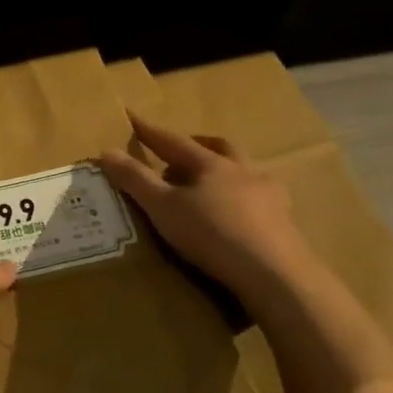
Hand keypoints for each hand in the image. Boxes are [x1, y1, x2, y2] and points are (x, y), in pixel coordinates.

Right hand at [99, 114, 315, 297]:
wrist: (276, 276)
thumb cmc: (213, 234)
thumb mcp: (162, 208)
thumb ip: (134, 179)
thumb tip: (105, 151)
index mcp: (211, 164)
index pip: (173, 141)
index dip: (150, 131)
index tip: (132, 117)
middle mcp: (244, 172)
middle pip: (219, 148)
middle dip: (197, 146)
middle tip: (178, 154)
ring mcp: (271, 197)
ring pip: (244, 172)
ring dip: (224, 172)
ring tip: (208, 187)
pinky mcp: (286, 224)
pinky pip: (260, 201)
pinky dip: (242, 200)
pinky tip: (236, 217)